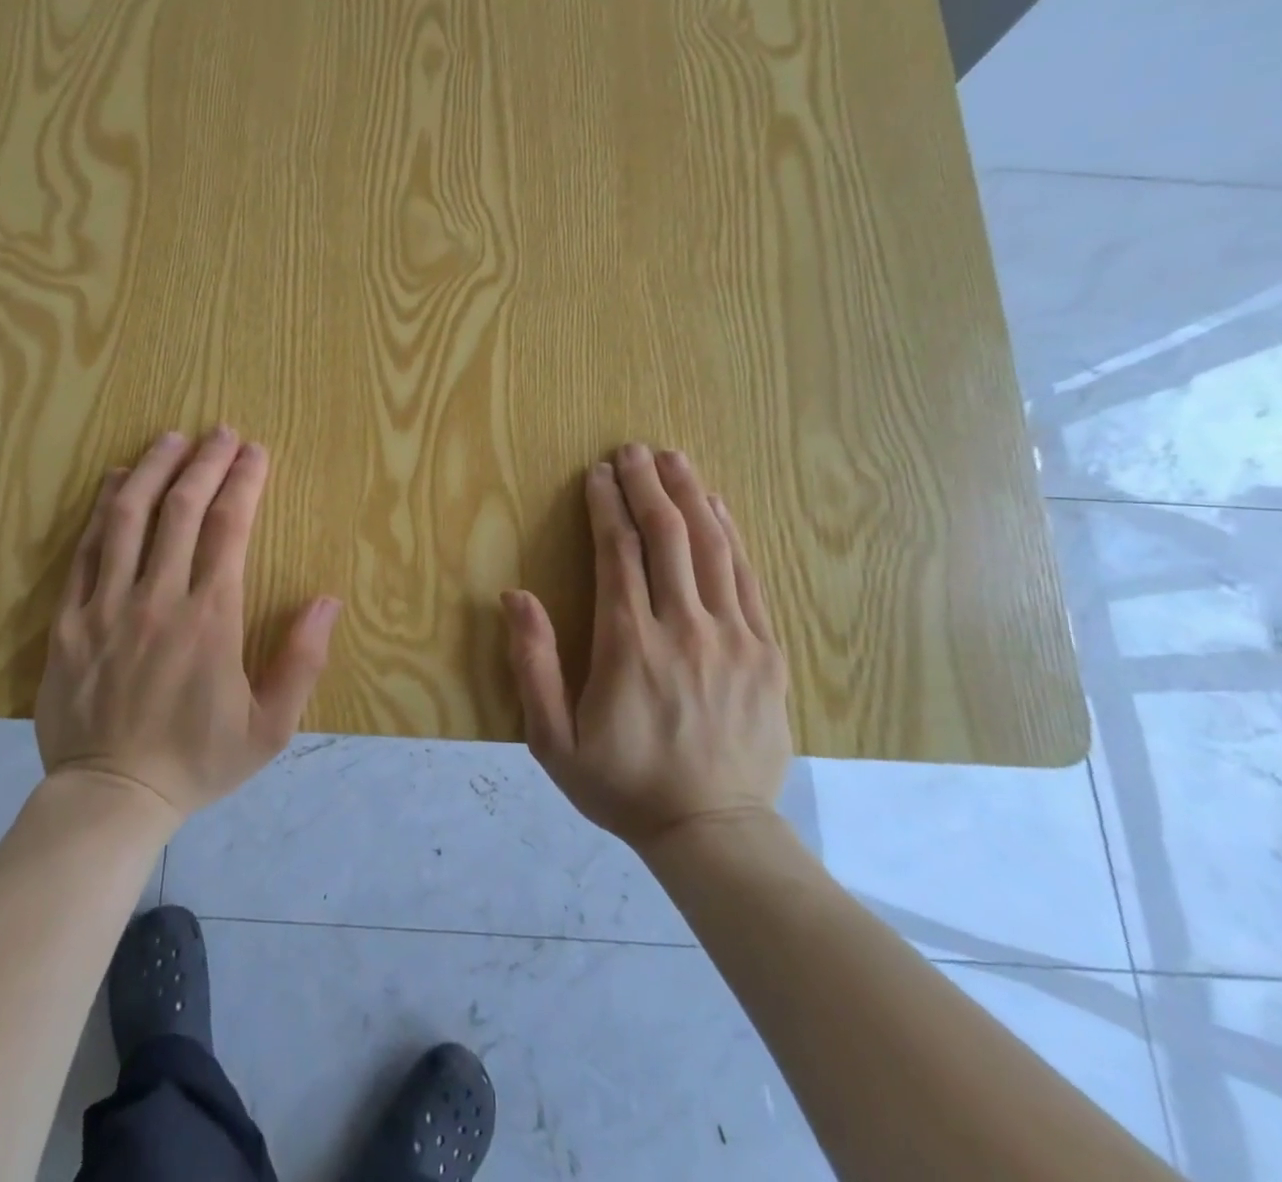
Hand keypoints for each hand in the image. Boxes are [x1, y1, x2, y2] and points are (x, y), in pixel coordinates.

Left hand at [35, 427, 341, 824]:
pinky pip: (84, 550)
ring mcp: (108, 605)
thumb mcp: (270, 727)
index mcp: (211, 618)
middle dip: (205, 462)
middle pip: (182, 509)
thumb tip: (328, 600)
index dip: (243, 481)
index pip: (230, 528)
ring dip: (153, 470)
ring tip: (170, 438)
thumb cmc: (198, 761)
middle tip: (219, 431)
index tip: (254, 451)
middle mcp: (159, 598)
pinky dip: (102, 509)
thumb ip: (302, 661)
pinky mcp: (70, 619)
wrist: (111, 799)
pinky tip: (116, 481)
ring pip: (128, 517)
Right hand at [502, 443, 791, 849]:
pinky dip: (732, 535)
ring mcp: (734, 637)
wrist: (714, 832)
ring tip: (674, 460)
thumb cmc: (622, 783)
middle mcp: (684, 628)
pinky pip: (749, 578)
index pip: (619, 552)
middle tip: (633, 449)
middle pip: (668, 536)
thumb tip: (514, 595)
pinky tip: (719, 508)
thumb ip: (532, 663)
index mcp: (629, 643)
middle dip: (646, 485)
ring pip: (713, 547)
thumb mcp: (552, 738)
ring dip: (691, 496)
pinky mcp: (767, 652)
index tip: (598, 472)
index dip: (607, 505)